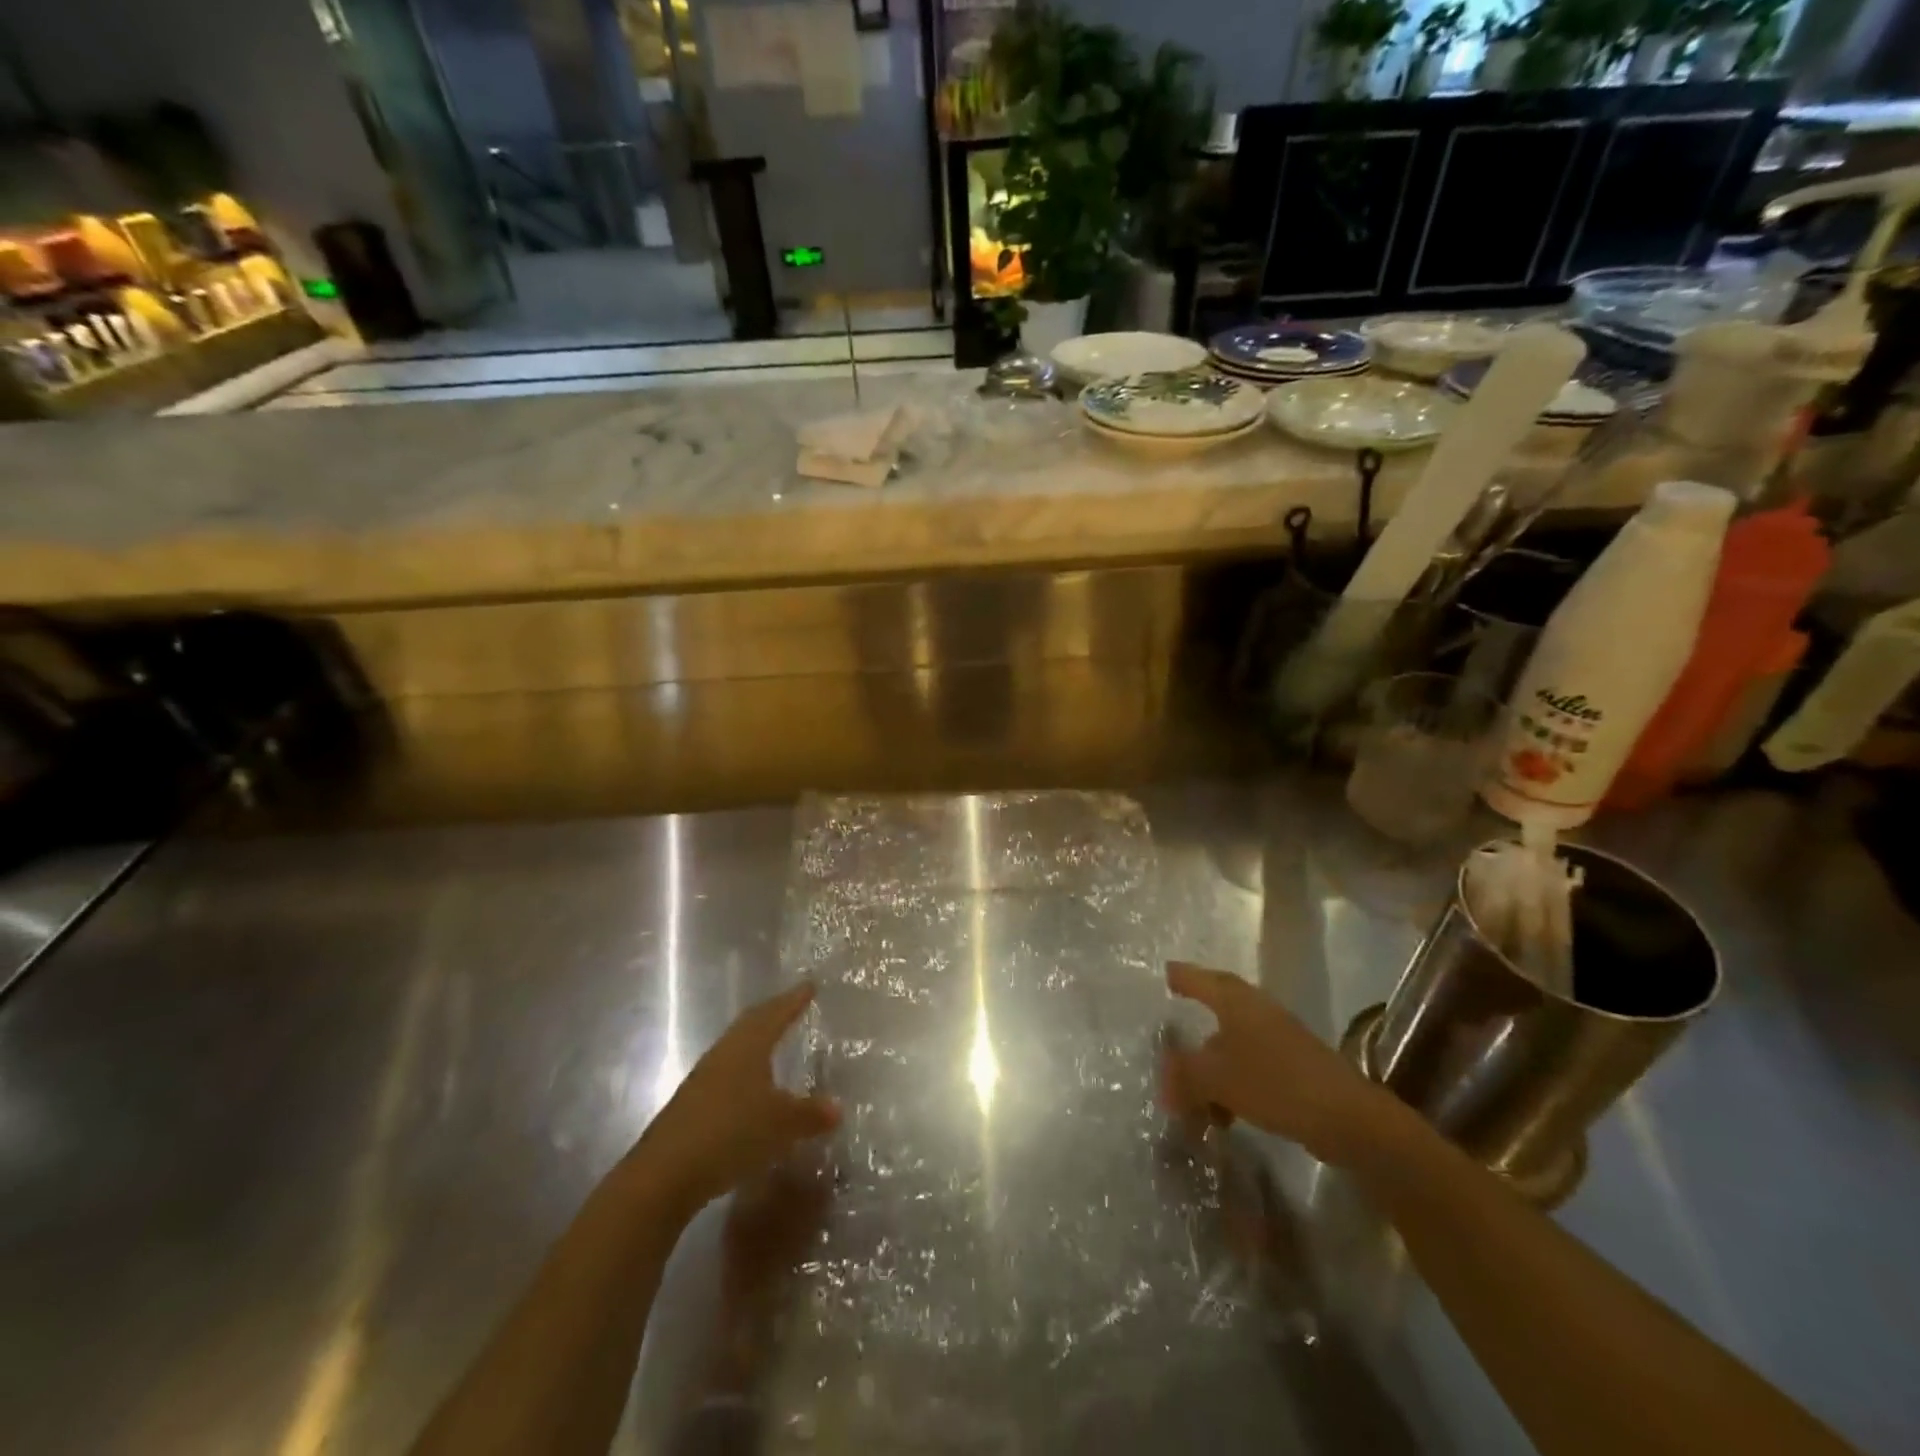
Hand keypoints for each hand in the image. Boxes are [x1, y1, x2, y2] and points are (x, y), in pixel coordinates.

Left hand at [637, 983, 840, 1215]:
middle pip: (751, 1023)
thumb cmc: (730, 1134)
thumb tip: (837, 1107)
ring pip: (736, 1047)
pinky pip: (726, 1072)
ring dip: (757, 1040)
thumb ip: (810, 1114)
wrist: (664, 1175)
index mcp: (749, 1046)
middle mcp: (725, 1053)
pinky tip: (751, 1086)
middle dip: (773, 1012)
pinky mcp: (692, 1103)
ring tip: (774, 1040)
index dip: (794, 1000)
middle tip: (792, 1004)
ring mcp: (704, 1078)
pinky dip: (745, 1069)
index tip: (809, 985)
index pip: (775, 1014)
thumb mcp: (781, 1125)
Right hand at [1163, 961, 1396, 1167]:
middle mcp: (1256, 1011)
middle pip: (1215, 1014)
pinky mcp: (1291, 1068)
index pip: (1200, 979)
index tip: (1165, 973)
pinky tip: (1222, 1116)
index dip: (1181, 977)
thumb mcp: (1216, 1078)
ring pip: (1230, 1048)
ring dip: (1209, 1072)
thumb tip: (1163, 1080)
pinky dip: (1229, 1087)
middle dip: (1191, 1035)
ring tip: (1192, 1105)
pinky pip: (1248, 1069)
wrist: (1347, 1118)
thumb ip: (1183, 1075)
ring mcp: (1277, 1039)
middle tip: (1169, 1048)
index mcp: (1235, 1002)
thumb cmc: (1274, 1082)